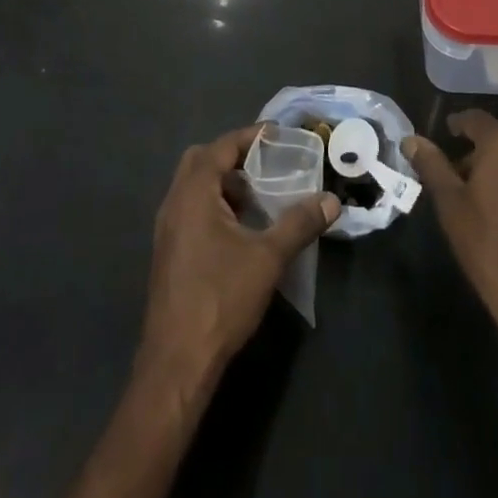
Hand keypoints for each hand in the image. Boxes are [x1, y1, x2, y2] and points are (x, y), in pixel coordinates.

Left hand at [138, 126, 339, 388]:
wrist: (177, 361)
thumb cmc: (221, 298)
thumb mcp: (268, 258)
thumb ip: (299, 224)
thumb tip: (331, 200)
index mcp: (193, 192)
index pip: (222, 146)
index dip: (250, 137)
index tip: (278, 136)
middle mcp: (174, 202)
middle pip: (201, 160)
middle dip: (233, 157)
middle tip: (265, 166)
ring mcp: (166, 228)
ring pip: (193, 187)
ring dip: (223, 184)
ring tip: (257, 199)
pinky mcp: (167, 252)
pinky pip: (190, 209)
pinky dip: (213, 205)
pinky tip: (239, 232)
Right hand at [403, 110, 497, 380]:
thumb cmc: (487, 243)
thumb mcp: (450, 202)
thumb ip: (431, 164)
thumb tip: (411, 139)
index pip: (474, 119)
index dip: (456, 126)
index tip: (443, 137)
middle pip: (497, 138)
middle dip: (476, 151)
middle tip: (454, 173)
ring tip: (476, 193)